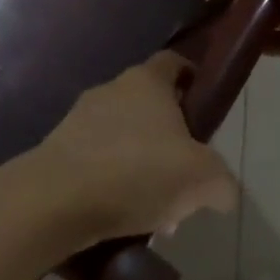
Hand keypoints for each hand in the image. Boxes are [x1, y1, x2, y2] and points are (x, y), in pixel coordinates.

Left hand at [33, 51, 237, 243]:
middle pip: (148, 104)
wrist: (57, 199)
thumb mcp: (201, 180)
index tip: (202, 106)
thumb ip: (221, 182)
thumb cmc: (138, 172)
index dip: (191, 79)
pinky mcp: (58, 148)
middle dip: (167, 137)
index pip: (173, 63)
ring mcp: (80, 116)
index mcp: (148, 80)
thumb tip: (222, 191)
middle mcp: (113, 88)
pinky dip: (111, 181)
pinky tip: (121, 217)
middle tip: (182, 174)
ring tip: (153, 209)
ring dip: (139, 164)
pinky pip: (96, 159)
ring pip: (122, 135)